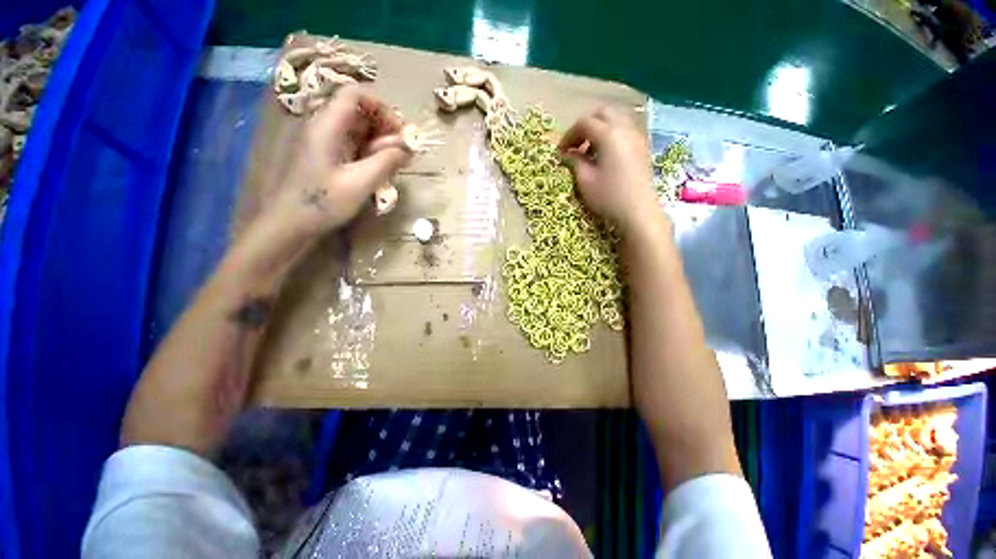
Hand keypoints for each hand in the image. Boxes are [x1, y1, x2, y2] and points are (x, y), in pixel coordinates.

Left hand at [274, 85, 412, 237]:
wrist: (290, 223)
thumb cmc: (324, 202)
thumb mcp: (361, 183)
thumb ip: (387, 161)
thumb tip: (409, 147)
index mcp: (328, 125)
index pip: (356, 94)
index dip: (382, 107)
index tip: (400, 132)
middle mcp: (324, 126)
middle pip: (358, 110)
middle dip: (384, 127)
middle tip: (400, 152)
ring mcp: (323, 141)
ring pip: (357, 128)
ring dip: (379, 141)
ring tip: (392, 164)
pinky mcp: (326, 155)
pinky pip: (352, 143)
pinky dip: (369, 152)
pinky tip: (378, 170)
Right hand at [558, 107, 660, 235]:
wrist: (639, 211)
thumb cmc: (609, 197)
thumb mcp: (585, 180)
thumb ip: (575, 162)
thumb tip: (567, 154)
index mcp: (609, 135)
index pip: (584, 123)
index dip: (569, 135)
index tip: (560, 151)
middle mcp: (625, 129)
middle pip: (602, 114)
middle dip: (585, 126)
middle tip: (575, 146)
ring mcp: (637, 137)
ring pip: (616, 119)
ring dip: (600, 129)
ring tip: (589, 151)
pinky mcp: (643, 147)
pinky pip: (625, 130)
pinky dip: (612, 135)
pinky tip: (605, 155)